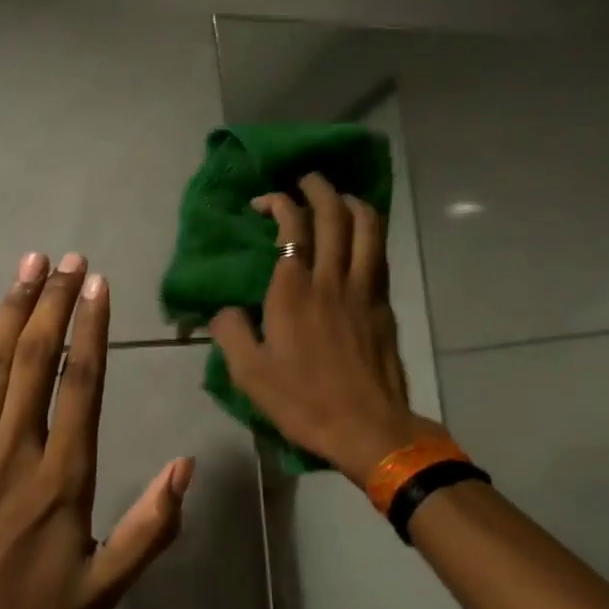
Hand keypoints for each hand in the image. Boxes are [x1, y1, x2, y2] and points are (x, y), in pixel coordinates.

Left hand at [0, 251, 194, 608]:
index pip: (83, 382)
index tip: (98, 283)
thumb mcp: (104, 588)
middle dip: (54, 301)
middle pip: (38, 358)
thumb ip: (151, 525)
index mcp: (63, 477)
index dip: (92, 326)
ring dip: (13, 309)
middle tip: (67, 257)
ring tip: (30, 266)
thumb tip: (187, 464)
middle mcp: (16, 450)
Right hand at [210, 174, 437, 488]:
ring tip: (338, 198)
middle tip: (305, 181)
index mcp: (293, 290)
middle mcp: (331, 278)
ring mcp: (364, 288)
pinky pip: (379, 252)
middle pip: (332, 214)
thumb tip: (223, 309)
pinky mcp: (384, 303)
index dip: (278, 202)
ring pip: (366, 226)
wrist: (367, 427)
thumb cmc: (304, 402)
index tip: (264, 203)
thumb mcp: (249, 374)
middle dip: (318, 188)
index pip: (292, 225)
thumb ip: (230, 333)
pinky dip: (370, 231)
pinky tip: (361, 233)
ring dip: (350, 202)